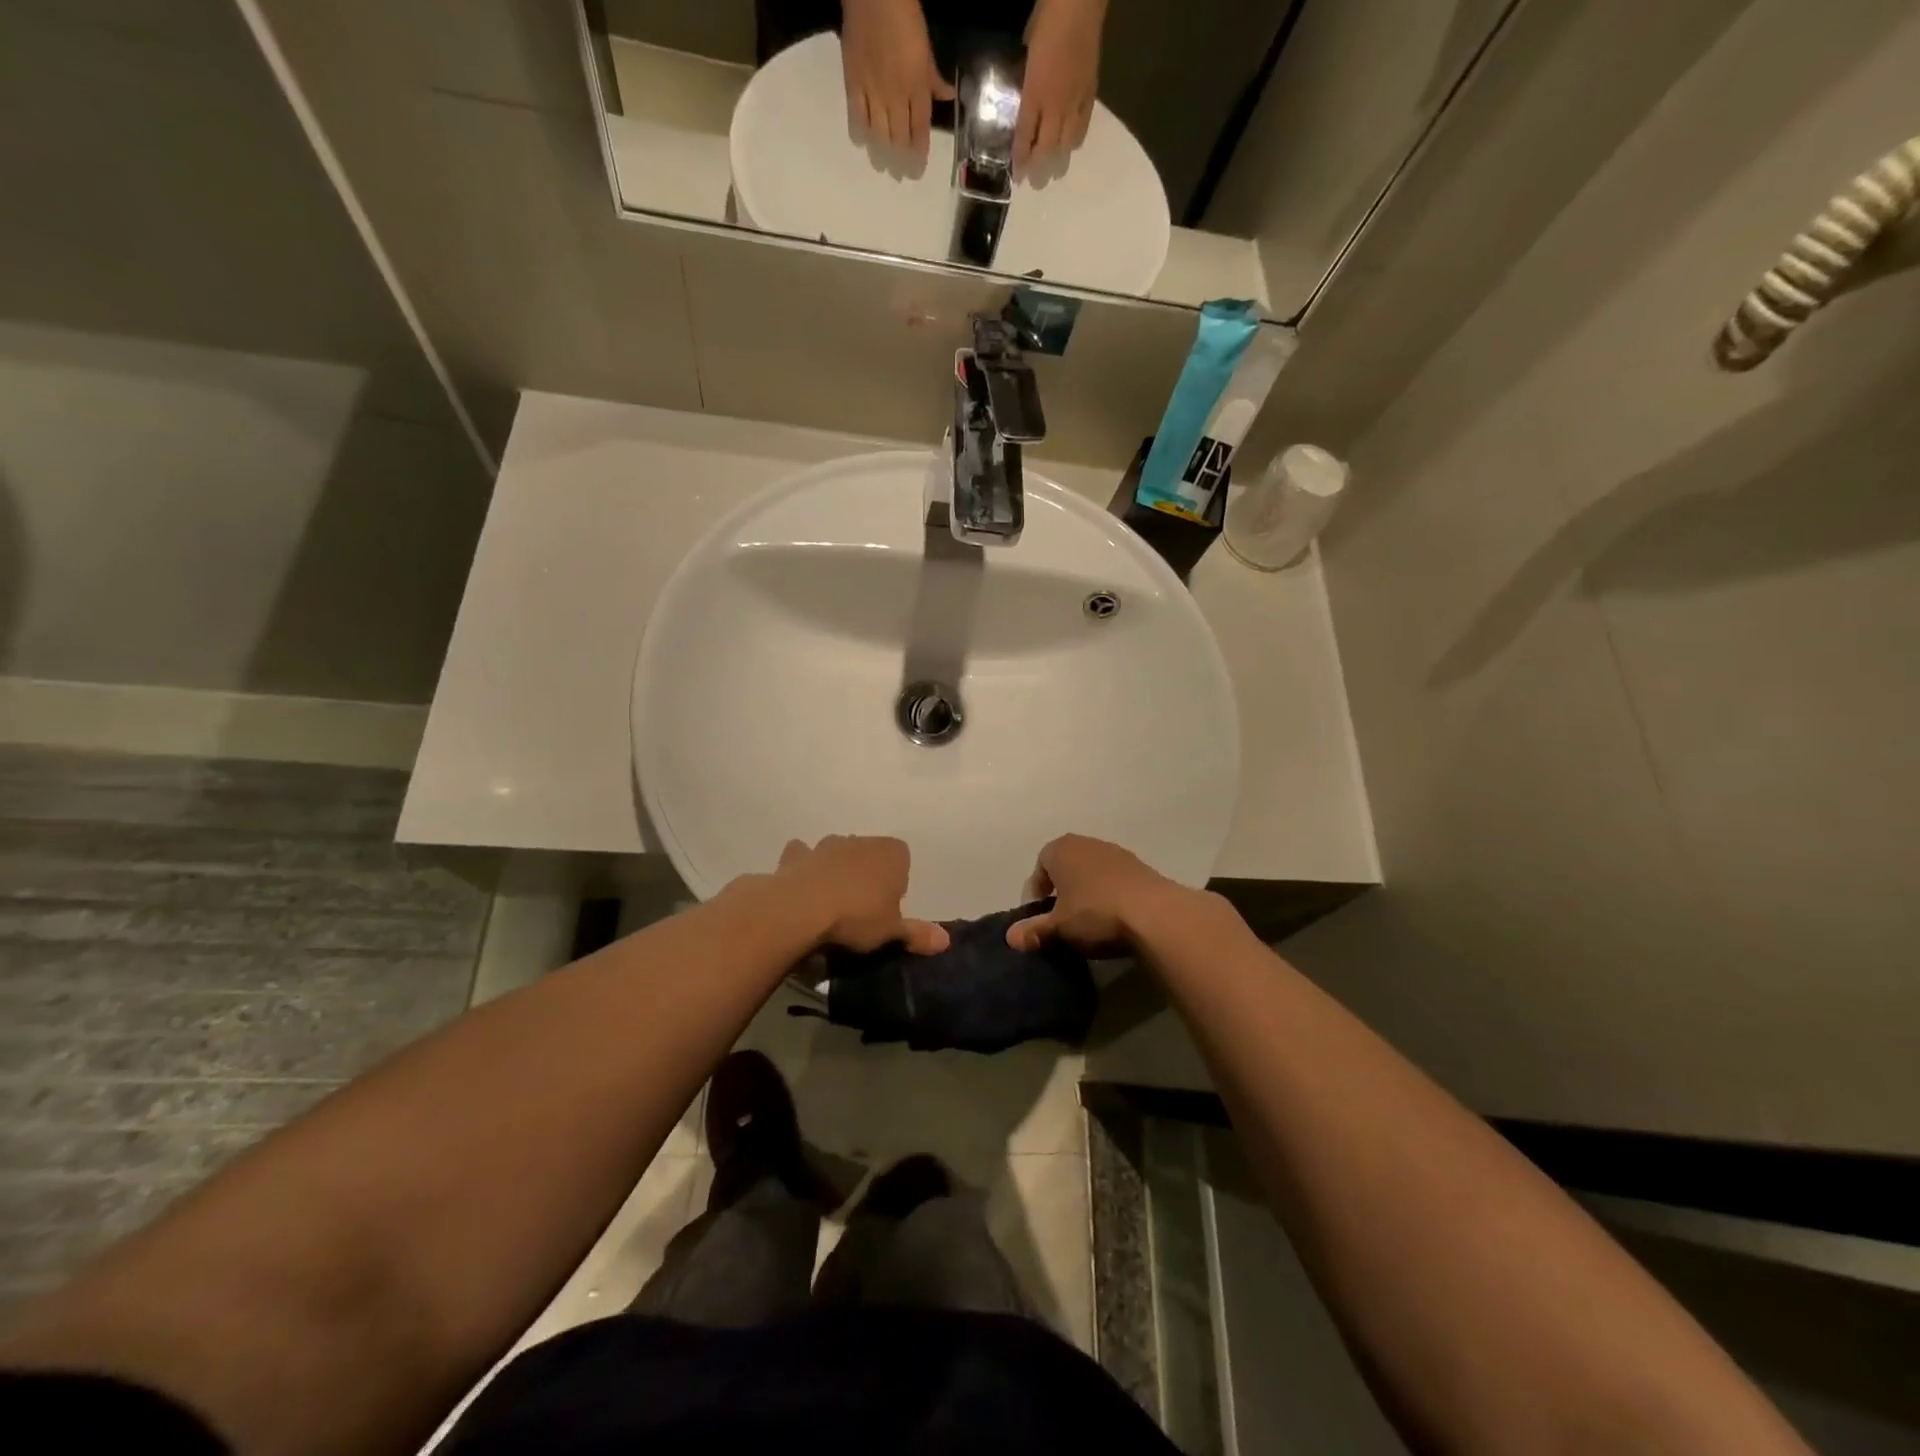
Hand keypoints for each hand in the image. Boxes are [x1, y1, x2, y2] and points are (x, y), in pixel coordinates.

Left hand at [774, 836, 949, 953]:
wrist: (802, 908)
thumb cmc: (857, 917)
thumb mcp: (892, 932)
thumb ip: (917, 933)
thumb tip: (946, 941)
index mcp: (892, 854)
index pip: (903, 860)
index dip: (897, 883)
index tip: (888, 908)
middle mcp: (861, 841)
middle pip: (870, 854)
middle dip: (867, 873)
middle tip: (861, 908)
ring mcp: (827, 845)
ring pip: (838, 851)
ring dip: (837, 868)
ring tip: (832, 900)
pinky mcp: (797, 856)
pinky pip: (802, 856)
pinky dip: (802, 866)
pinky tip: (801, 884)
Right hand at [840, 0, 952, 157]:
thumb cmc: (905, 17)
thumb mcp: (926, 48)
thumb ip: (934, 78)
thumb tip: (949, 97)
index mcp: (917, 87)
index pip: (920, 130)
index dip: (919, 153)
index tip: (916, 170)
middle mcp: (897, 96)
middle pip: (899, 138)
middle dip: (900, 160)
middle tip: (899, 175)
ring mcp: (874, 92)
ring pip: (879, 133)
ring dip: (881, 154)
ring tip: (882, 166)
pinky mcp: (854, 83)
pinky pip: (857, 116)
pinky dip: (860, 132)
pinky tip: (863, 142)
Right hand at [1007, 833, 1186, 953]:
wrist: (1155, 914)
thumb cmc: (1095, 913)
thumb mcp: (1059, 927)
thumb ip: (1034, 930)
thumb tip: (1011, 938)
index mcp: (1061, 849)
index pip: (1040, 865)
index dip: (1037, 891)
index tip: (1040, 916)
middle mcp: (1088, 843)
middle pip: (1067, 865)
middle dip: (1062, 890)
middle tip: (1062, 919)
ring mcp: (1117, 853)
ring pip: (1092, 872)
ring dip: (1088, 892)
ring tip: (1090, 921)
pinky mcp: (1141, 868)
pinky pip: (1116, 880)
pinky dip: (1110, 895)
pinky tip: (1115, 919)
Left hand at [1017, 0, 1104, 176]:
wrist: (1080, 0)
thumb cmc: (1048, 18)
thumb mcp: (1027, 50)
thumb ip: (1025, 78)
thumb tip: (1024, 98)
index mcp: (1035, 91)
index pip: (1024, 135)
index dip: (1020, 159)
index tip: (1017, 176)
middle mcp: (1055, 103)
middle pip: (1046, 148)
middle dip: (1040, 169)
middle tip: (1036, 186)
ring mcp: (1075, 100)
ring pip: (1066, 143)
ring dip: (1059, 160)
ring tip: (1055, 174)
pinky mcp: (1091, 92)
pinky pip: (1083, 125)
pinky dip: (1076, 140)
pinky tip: (1072, 147)